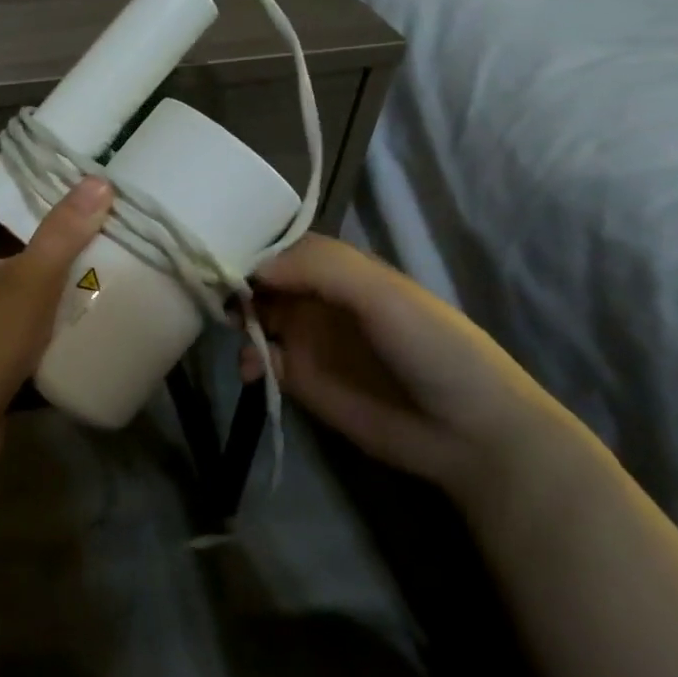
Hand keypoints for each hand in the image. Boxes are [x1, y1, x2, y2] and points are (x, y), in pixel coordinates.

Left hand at [0, 177, 113, 445]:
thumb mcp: (26, 281)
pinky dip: (50, 321)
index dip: (15, 189)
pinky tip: (84, 318)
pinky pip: (26, 329)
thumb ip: (61, 234)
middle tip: (94, 218)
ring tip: (100, 259)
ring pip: (18, 290)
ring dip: (51, 280)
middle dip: (45, 235)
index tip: (59, 177)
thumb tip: (97, 182)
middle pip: (5, 248)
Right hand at [243, 235, 591, 509]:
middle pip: (263, 280)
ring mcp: (308, 339)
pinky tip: (251, 367)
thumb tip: (254, 267)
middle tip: (209, 289)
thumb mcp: (382, 292)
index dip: (252, 246)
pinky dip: (248, 358)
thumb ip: (319, 267)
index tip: (218, 252)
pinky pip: (262, 360)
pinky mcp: (302, 380)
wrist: (468, 430)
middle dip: (235, 281)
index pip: (283, 246)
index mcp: (339, 270)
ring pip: (255, 317)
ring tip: (231, 328)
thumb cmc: (432, 347)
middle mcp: (318, 298)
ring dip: (236, 318)